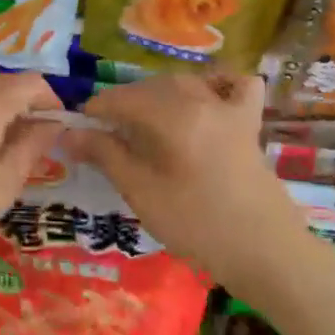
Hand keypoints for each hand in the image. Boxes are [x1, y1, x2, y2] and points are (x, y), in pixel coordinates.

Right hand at [66, 74, 307, 299]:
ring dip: (159, 93)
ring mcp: (230, 109)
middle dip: (124, 102)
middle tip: (106, 131)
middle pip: (152, 88)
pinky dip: (218, 84)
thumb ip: (105, 155)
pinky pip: (236, 87)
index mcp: (173, 115)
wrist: (265, 251)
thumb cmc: (197, 225)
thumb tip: (69, 134)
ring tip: (143, 121)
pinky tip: (205, 98)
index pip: (122, 99)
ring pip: (186, 83)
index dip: (96, 110)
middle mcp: (201, 100)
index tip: (79, 129)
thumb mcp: (142, 192)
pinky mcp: (250, 123)